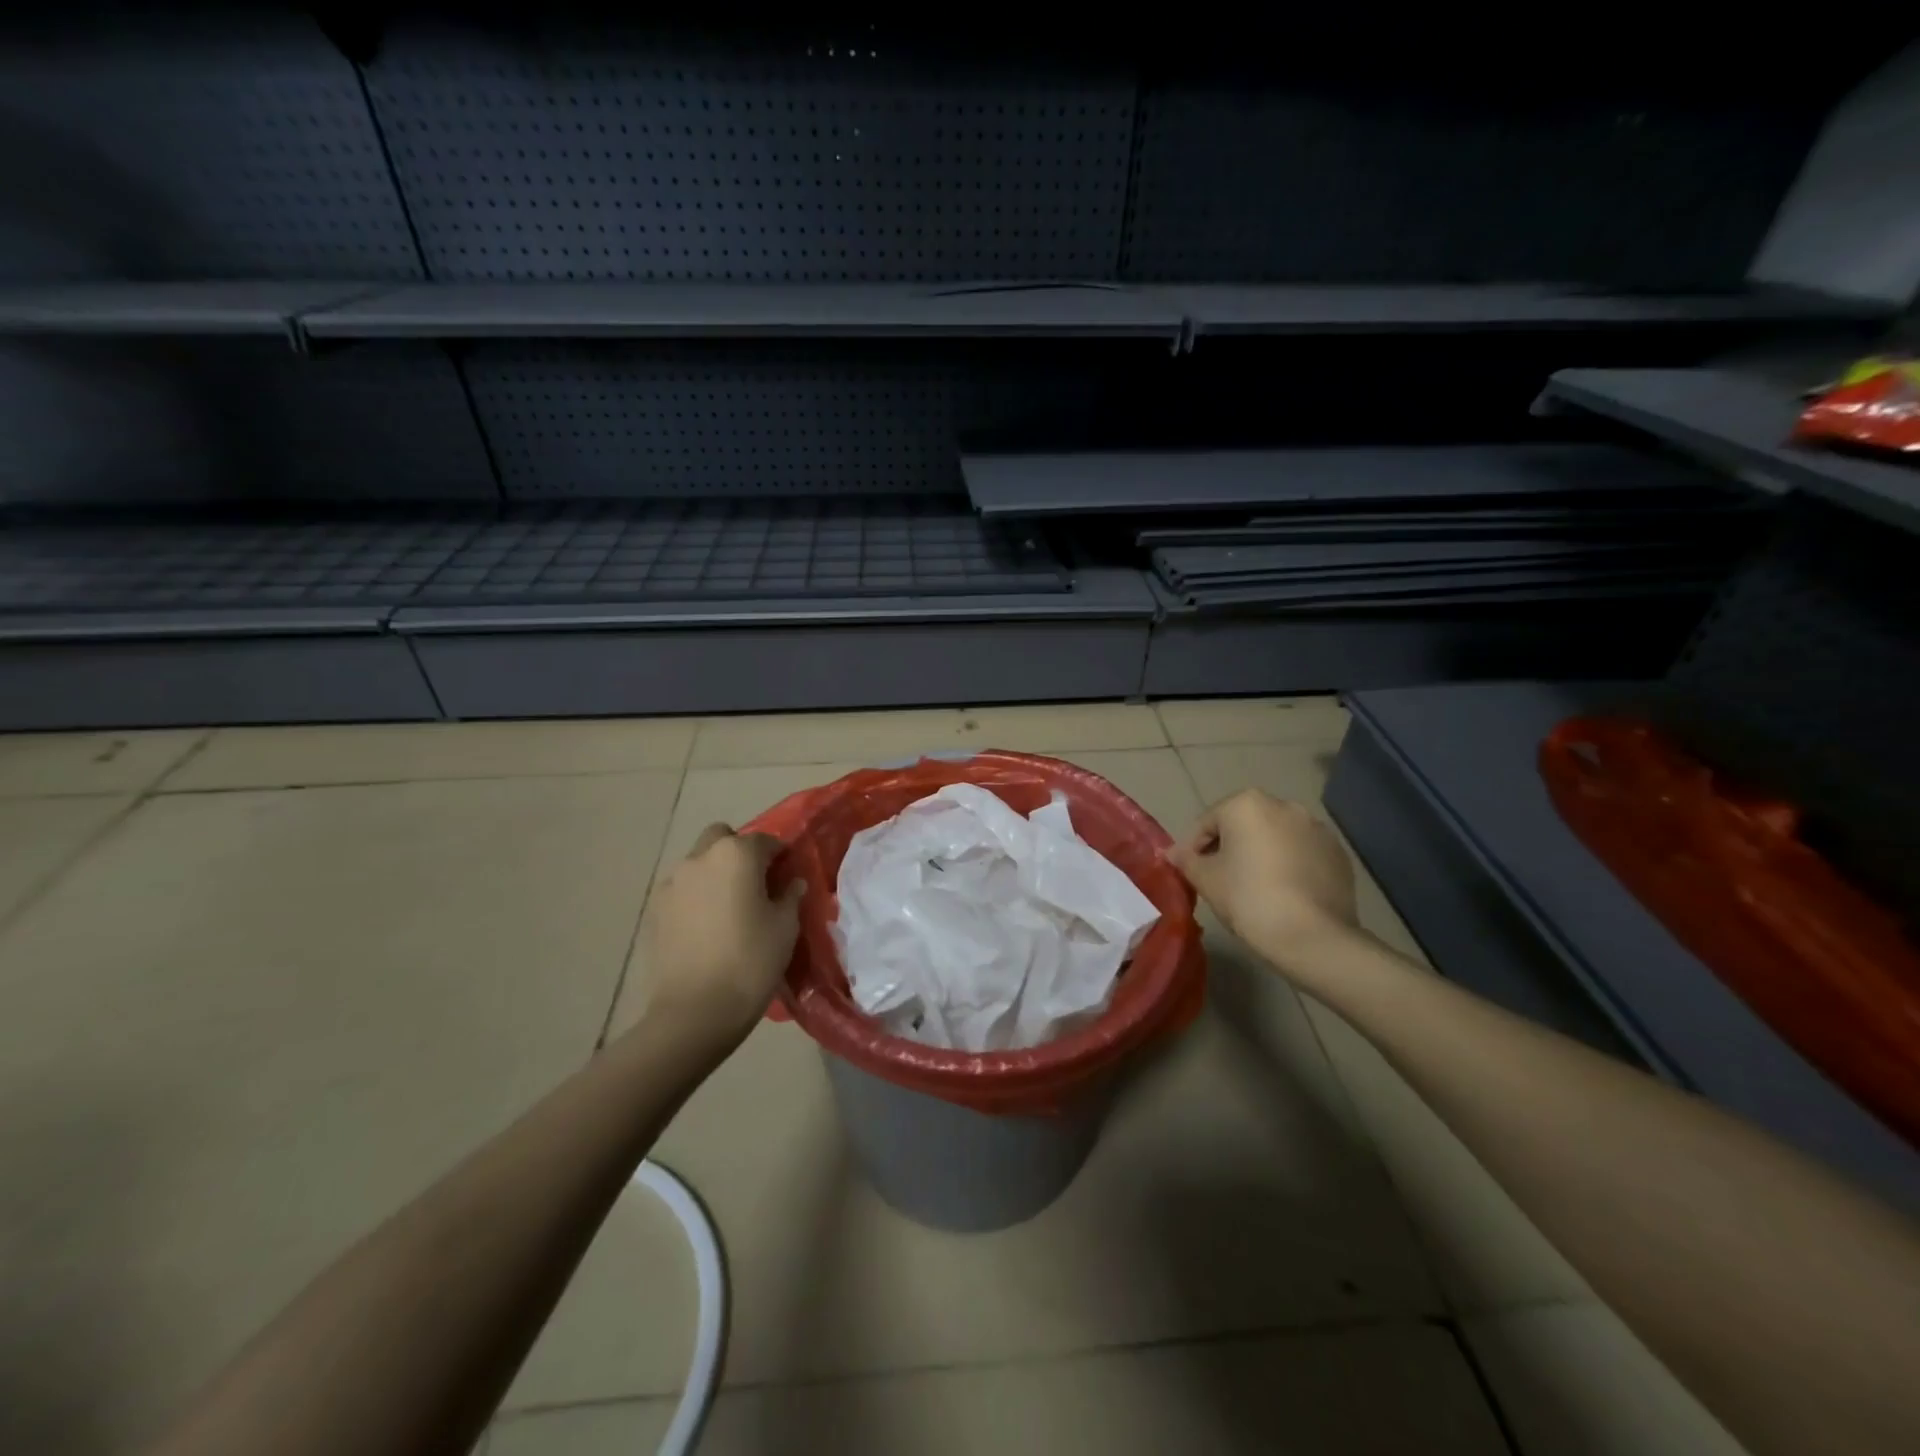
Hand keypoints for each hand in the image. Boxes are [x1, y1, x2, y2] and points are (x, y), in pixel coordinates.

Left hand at [640, 824, 804, 1047]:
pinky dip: (695, 897)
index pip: (764, 841)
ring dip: (715, 874)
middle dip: (739, 853)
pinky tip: (706, 928)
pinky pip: (681, 891)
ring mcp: (671, 884)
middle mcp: (699, 859)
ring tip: (728, 909)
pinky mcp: (653, 910)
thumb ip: (789, 897)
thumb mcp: (785, 928)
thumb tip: (791, 883)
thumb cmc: (751, 962)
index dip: (779, 856)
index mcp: (736, 855)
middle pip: (722, 839)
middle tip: (754, 884)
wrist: (695, 1012)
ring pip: (698, 863)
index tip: (787, 875)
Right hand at [1170, 789, 1358, 975]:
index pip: (1208, 822)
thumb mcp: (1205, 880)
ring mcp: (1316, 828)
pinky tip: (1284, 893)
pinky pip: (1302, 853)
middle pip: (1244, 824)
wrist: (1313, 937)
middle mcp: (1284, 805)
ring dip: (1262, 854)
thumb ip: (1186, 860)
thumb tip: (1173, 853)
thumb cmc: (1249, 898)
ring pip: (1276, 837)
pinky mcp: (1338, 853)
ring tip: (1255, 887)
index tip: (1192, 874)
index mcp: (1247, 804)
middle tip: (1221, 879)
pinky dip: (1290, 865)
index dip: (1194, 848)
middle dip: (1230, 847)